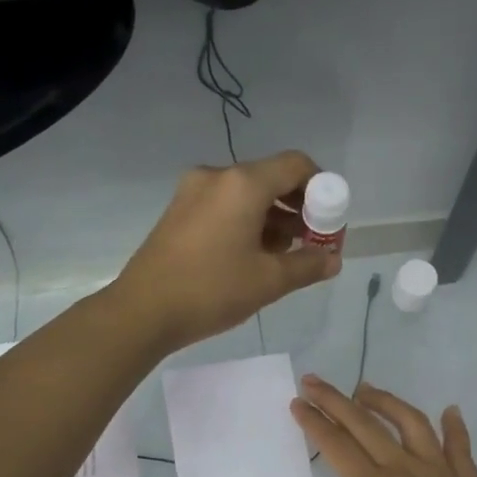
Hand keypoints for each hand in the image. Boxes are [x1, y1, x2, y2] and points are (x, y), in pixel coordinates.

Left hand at [113, 152, 339, 351]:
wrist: (143, 311)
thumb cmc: (211, 290)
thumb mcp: (269, 281)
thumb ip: (308, 265)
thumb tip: (333, 259)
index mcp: (243, 183)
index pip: (296, 165)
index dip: (321, 188)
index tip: (329, 221)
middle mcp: (217, 176)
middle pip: (271, 178)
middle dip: (298, 207)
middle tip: (313, 242)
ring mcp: (193, 192)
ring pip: (247, 194)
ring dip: (273, 218)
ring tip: (286, 256)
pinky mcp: (179, 211)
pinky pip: (225, 206)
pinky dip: (247, 222)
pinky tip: (254, 256)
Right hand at [285, 377, 476, 476]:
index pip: (336, 446)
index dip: (314, 421)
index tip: (297, 402)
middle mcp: (404, 470)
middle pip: (365, 424)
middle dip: (336, 400)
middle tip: (313, 381)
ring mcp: (440, 472)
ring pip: (410, 422)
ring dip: (385, 401)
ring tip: (366, 389)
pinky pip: (459, 445)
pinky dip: (454, 425)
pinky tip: (450, 411)